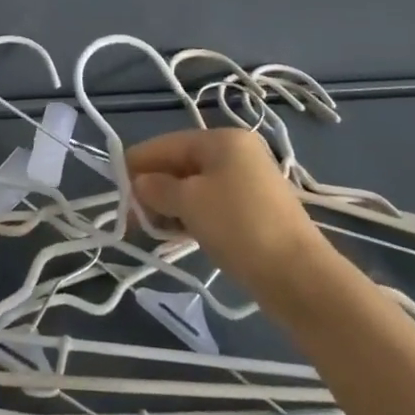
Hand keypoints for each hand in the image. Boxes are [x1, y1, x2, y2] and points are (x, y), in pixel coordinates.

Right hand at [127, 129, 326, 289]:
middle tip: (133, 217)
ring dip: (170, 205)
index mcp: (221, 139)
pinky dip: (191, 216)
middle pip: (181, 164)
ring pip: (195, 186)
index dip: (138, 163)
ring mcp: (249, 181)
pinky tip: (177, 235)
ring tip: (153, 229)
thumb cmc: (237, 226)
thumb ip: (157, 188)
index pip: (166, 144)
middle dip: (154, 187)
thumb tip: (139, 183)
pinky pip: (212, 204)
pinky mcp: (255, 210)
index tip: (115, 188)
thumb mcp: (188, 202)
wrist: (299, 276)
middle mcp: (236, 153)